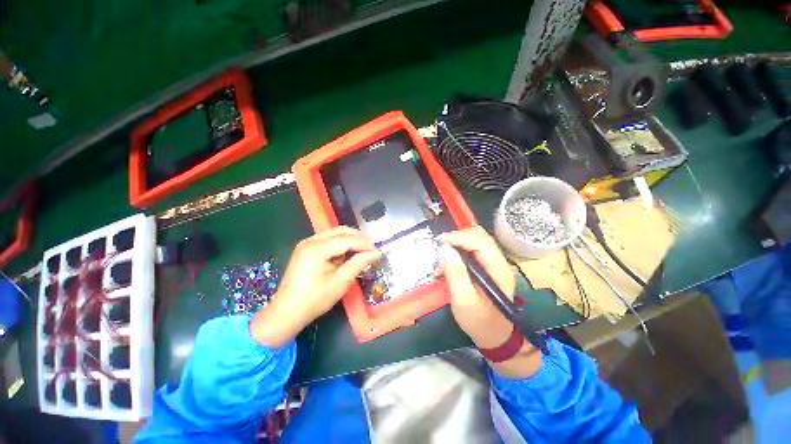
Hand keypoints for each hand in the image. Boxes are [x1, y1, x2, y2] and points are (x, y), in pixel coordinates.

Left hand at [251, 226, 380, 347]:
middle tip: (371, 250)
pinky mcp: (306, 248)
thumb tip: (376, 253)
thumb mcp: (340, 282)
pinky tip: (347, 255)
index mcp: (317, 248)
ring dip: (350, 240)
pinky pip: (328, 240)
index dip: (364, 244)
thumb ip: (359, 264)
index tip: (377, 252)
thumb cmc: (314, 300)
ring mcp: (307, 243)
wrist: (286, 312)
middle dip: (358, 238)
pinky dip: (340, 244)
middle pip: (340, 231)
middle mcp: (311, 240)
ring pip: (335, 233)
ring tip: (362, 252)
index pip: (347, 239)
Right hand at [441, 226, 540, 377]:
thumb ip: (455, 274)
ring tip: (443, 253)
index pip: (481, 242)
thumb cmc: (480, 321)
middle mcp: (498, 262)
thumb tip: (446, 250)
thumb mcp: (464, 301)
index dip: (460, 237)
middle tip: (440, 245)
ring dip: (458, 242)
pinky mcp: (486, 267)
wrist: (495, 336)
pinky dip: (459, 250)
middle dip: (458, 237)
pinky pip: (473, 250)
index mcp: (498, 269)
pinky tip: (449, 259)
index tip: (441, 241)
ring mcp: (493, 263)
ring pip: (476, 241)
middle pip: (480, 236)